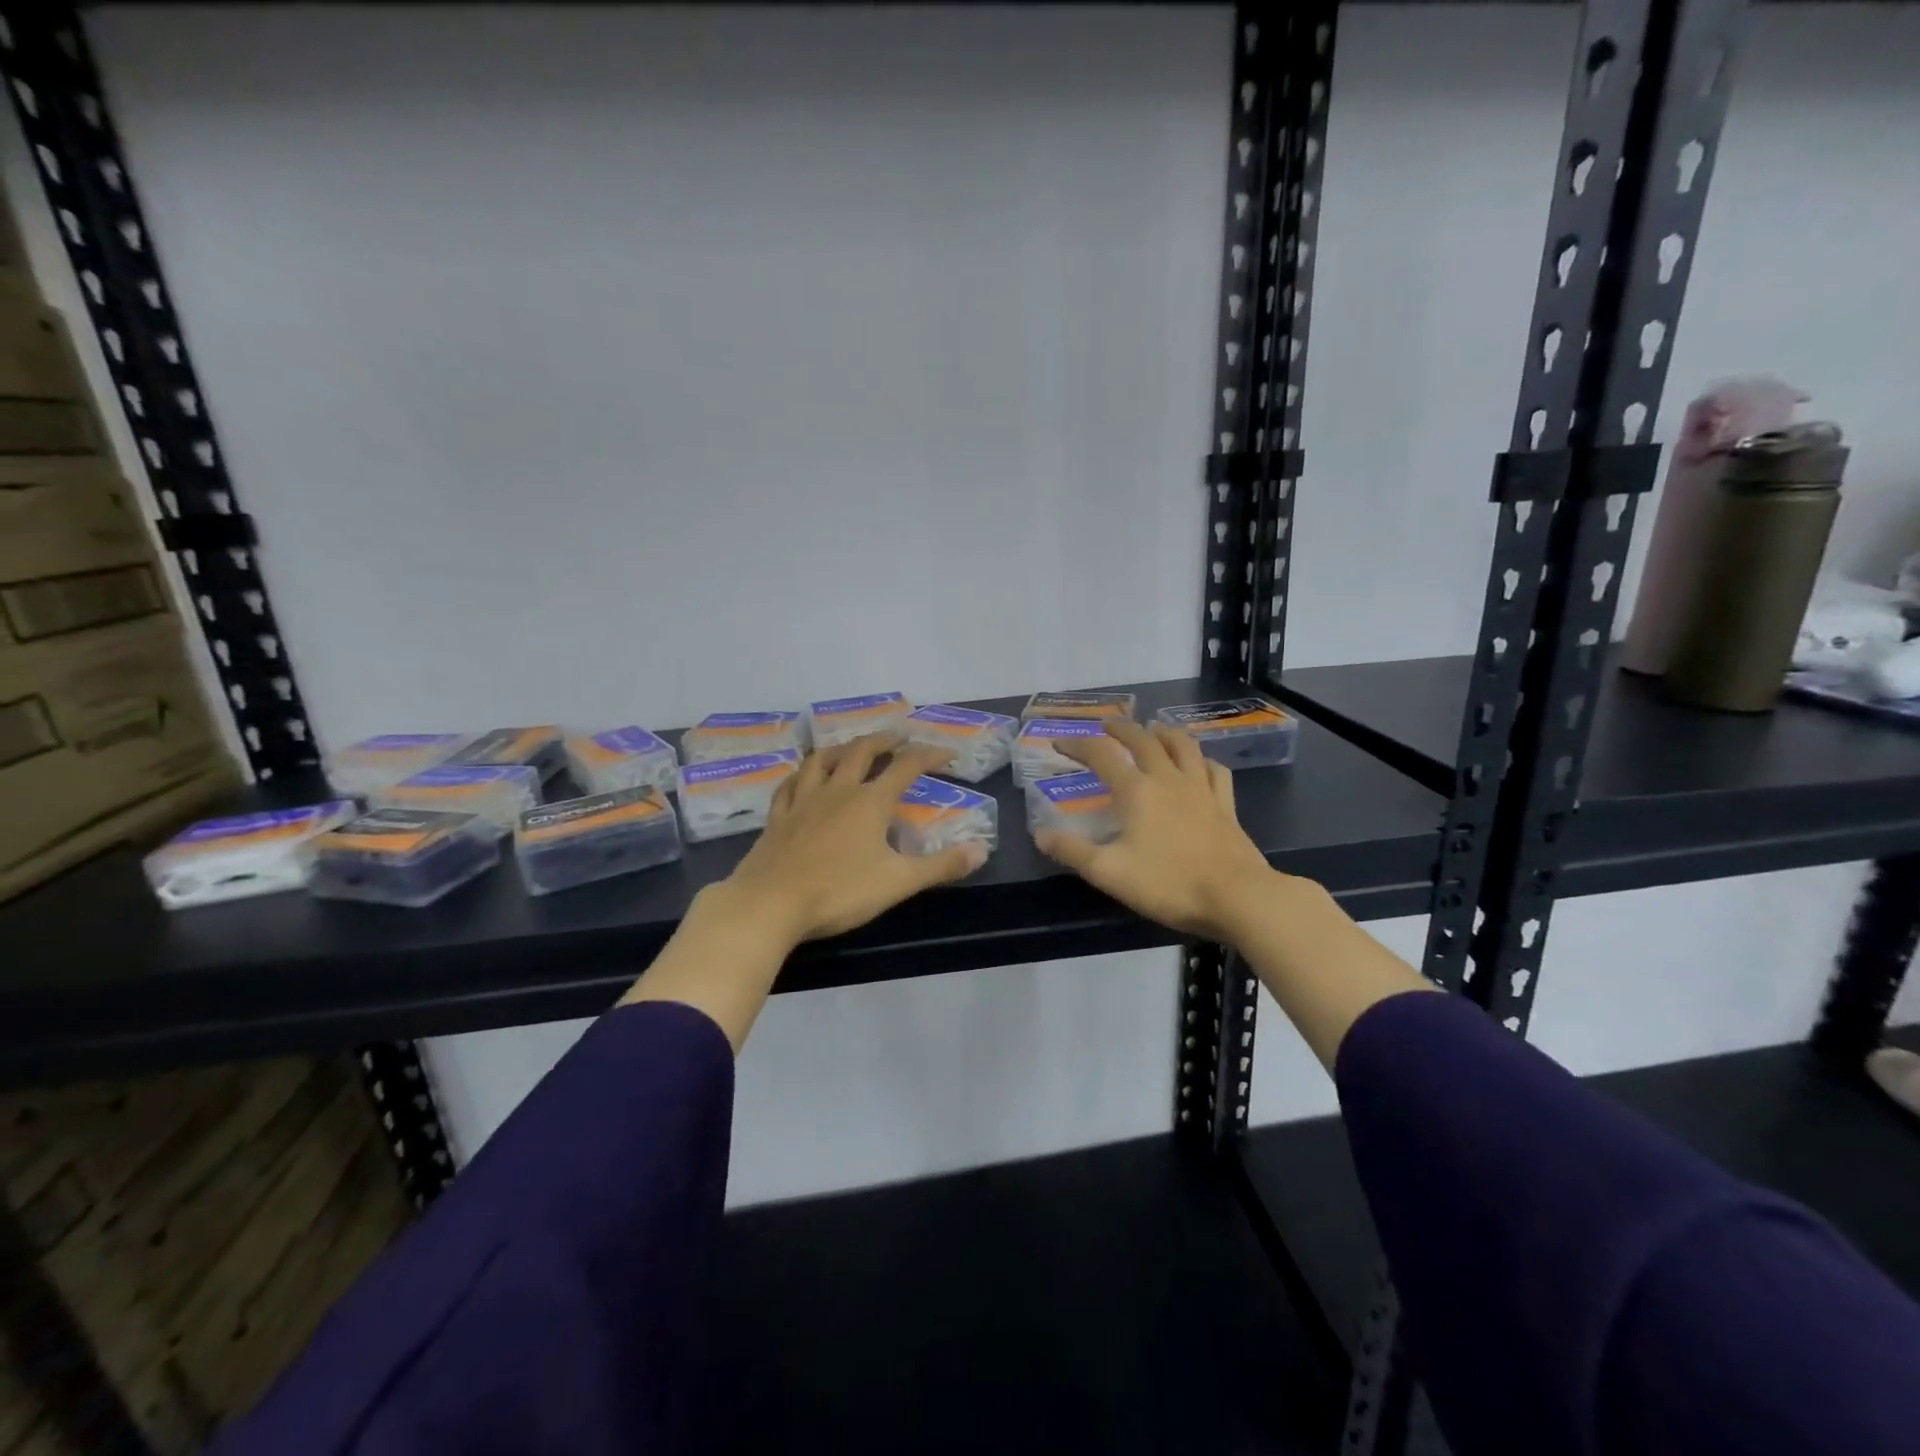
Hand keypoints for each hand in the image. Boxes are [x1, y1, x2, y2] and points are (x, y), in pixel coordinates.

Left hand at [723, 735, 988, 947]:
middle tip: (898, 737)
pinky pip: (790, 785)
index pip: (906, 766)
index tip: (946, 752)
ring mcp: (803, 801)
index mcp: (870, 802)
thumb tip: (982, 850)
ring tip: (852, 748)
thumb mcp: (899, 882)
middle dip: (884, 740)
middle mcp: (838, 791)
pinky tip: (803, 778)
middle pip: (862, 751)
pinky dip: (802, 775)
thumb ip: (941, 866)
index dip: (929, 755)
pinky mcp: (778, 818)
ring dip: (842, 748)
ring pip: (822, 760)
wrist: (771, 903)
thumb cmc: (840, 892)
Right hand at [1035, 720, 1276, 942]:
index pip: (1101, 755)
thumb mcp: (1108, 872)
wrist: (1236, 897)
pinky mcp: (1225, 804)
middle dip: (1120, 729)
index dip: (1077, 745)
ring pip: (1182, 745)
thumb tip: (1041, 835)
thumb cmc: (1168, 883)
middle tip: (1106, 726)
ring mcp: (1201, 788)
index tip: (1059, 742)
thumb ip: (1072, 851)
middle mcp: (1168, 779)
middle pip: (1143, 739)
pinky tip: (1198, 764)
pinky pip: (1214, 769)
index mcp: (1136, 791)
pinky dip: (1201, 760)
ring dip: (1163, 732)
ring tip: (1153, 729)